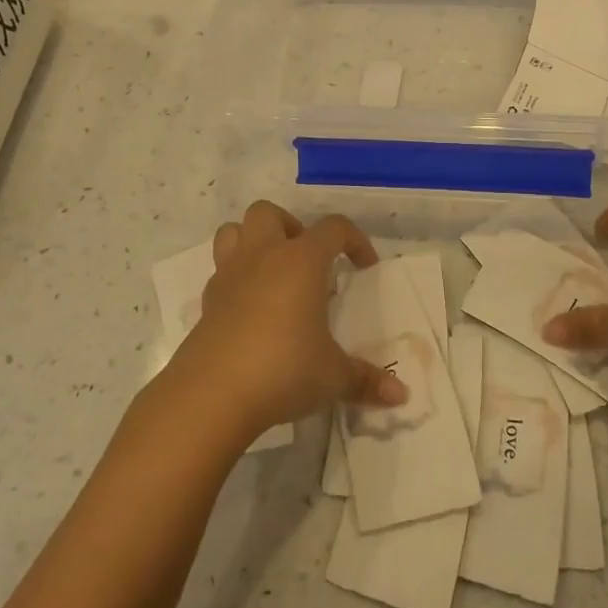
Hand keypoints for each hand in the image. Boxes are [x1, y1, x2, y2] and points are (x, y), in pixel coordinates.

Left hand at [162, 201, 407, 443]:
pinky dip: (237, 279)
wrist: (212, 395)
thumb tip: (401, 394)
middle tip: (308, 261)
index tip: (365, 267)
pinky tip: (251, 311)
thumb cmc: (283, 370)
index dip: (355, 241)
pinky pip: (221, 272)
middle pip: (269, 213)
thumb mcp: (333, 377)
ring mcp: (229, 276)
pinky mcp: (206, 302)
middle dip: (290, 227)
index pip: (334, 228)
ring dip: (253, 241)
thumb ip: (366, 380)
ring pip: (233, 231)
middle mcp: (263, 256)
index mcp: (301, 261)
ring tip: (274, 274)